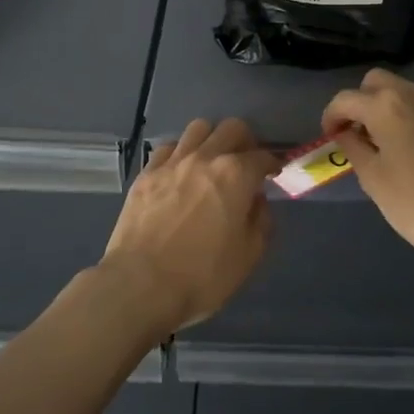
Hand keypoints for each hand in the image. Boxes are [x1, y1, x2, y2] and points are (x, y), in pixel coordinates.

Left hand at [99, 117, 280, 334]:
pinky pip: (168, 147)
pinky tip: (181, 172)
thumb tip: (256, 200)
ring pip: (198, 128)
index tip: (273, 173)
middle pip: (231, 128)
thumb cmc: (202, 275)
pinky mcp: (146, 173)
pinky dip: (181, 153)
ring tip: (212, 162)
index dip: (272, 164)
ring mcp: (172, 162)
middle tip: (245, 163)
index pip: (263, 156)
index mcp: (235, 175)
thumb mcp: (248, 255)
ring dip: (212, 140)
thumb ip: (260, 220)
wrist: (140, 284)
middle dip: (245, 142)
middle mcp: (205, 157)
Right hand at [322, 70, 413, 270]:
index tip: (330, 138)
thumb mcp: (374, 180)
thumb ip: (354, 148)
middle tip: (357, 135)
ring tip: (386, 145)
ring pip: (404, 92)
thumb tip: (345, 133)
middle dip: (360, 103)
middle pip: (376, 82)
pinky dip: (413, 118)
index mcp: (387, 107)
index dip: (331, 117)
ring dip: (387, 109)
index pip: (345, 99)